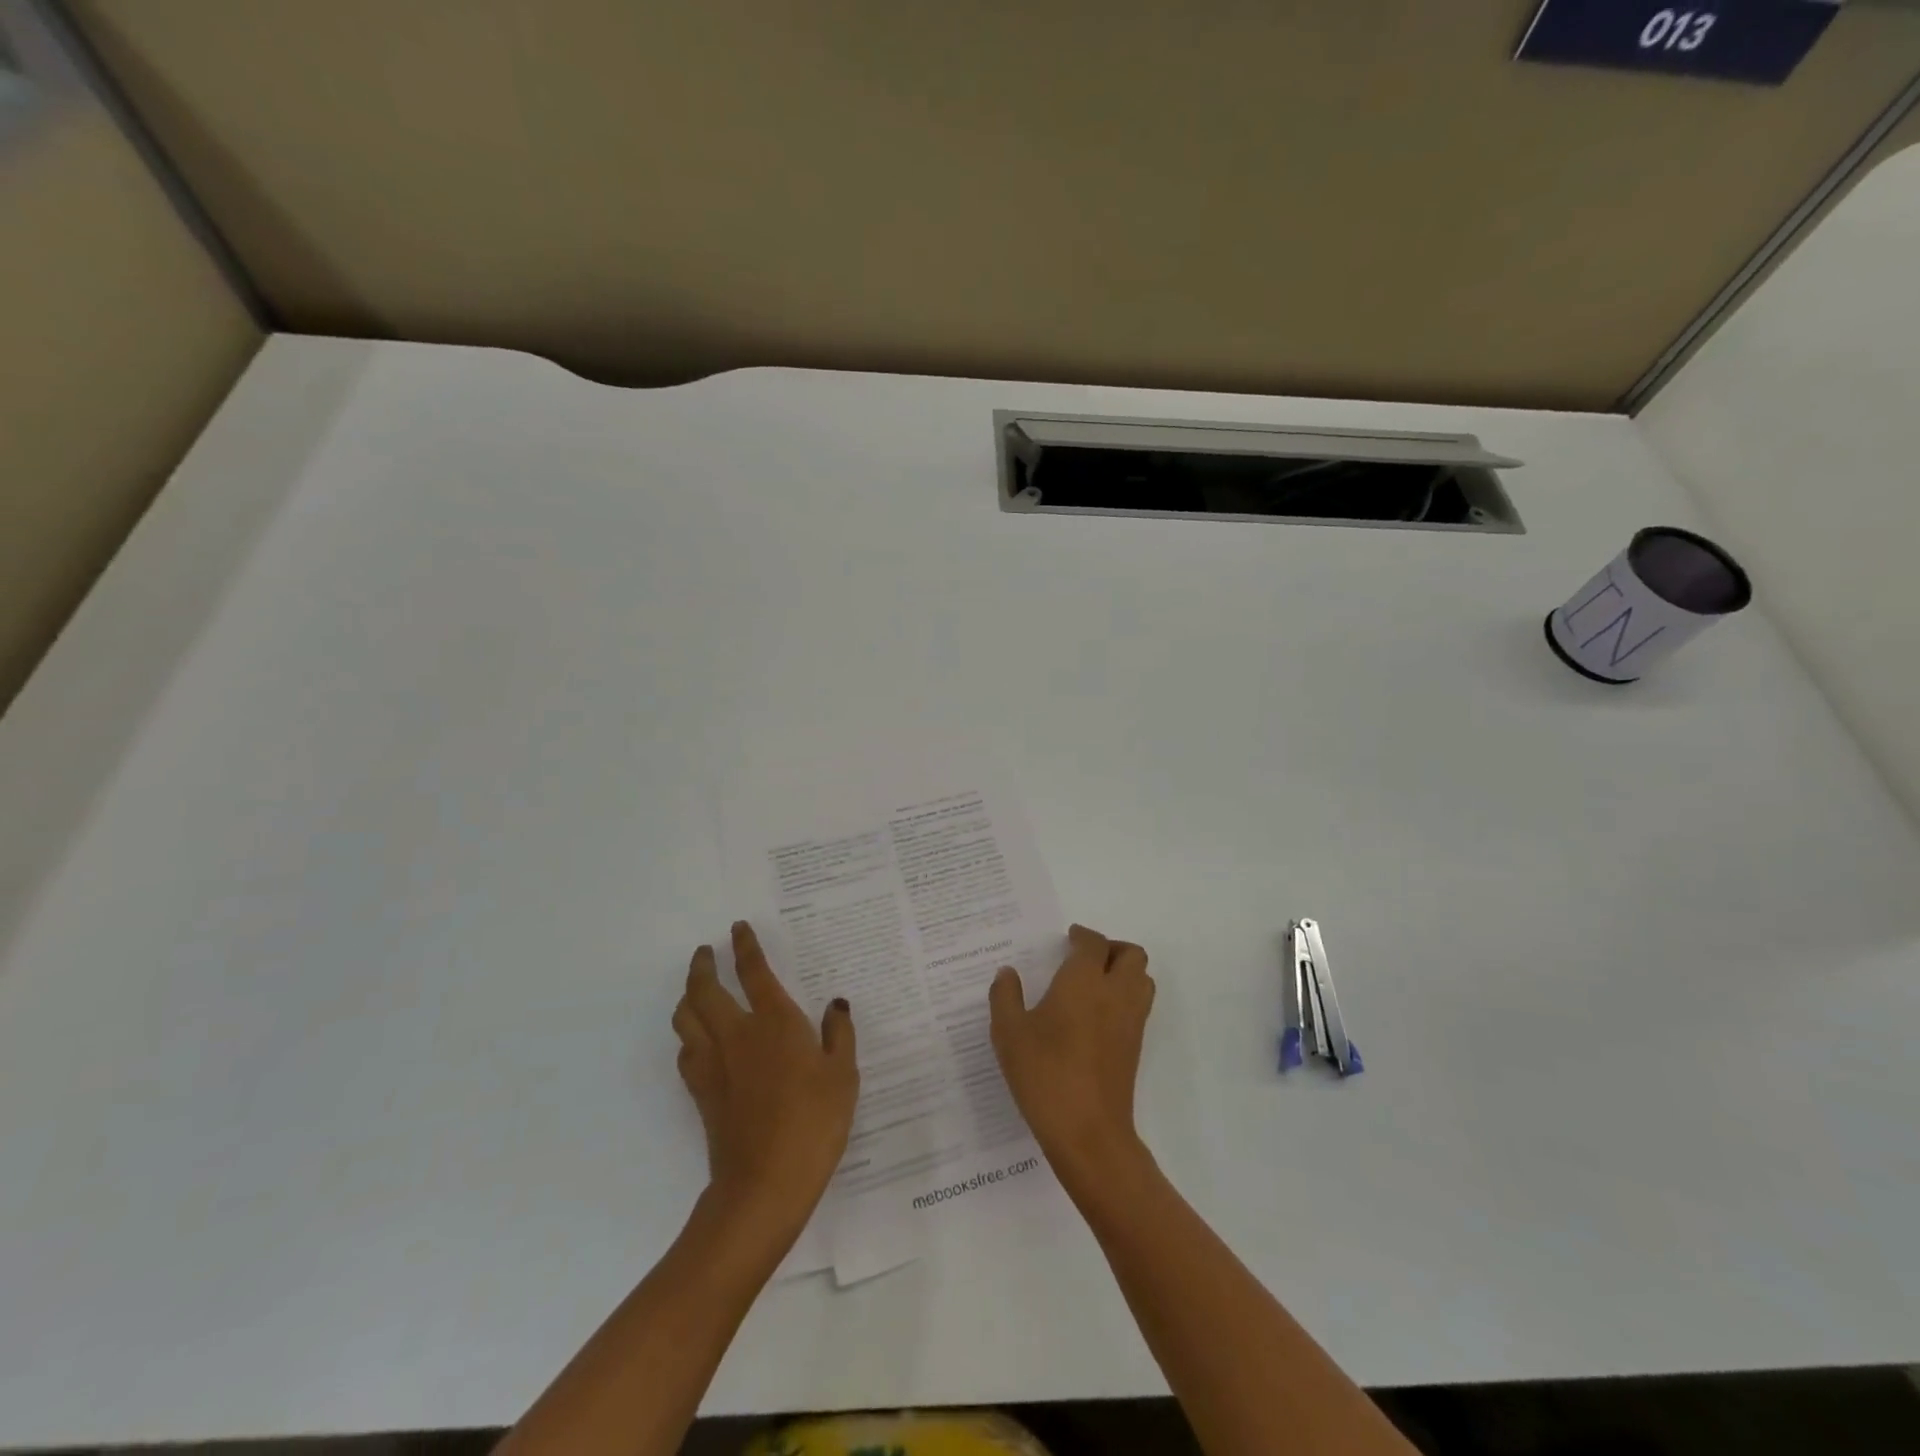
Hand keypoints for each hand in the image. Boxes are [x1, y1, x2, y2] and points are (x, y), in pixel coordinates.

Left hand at [673, 921, 857, 1234]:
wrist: (765, 1184)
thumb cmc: (814, 1123)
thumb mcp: (843, 1076)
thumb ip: (839, 1035)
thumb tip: (835, 1006)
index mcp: (775, 1022)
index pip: (754, 971)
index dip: (745, 946)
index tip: (738, 928)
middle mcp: (737, 1034)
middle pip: (706, 989)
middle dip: (703, 965)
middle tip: (706, 952)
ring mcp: (714, 1064)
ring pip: (687, 1017)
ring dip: (689, 995)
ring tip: (696, 988)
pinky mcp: (702, 1092)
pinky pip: (686, 1050)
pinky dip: (688, 1034)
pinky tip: (698, 1039)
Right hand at [990, 924, 1154, 1180]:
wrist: (1088, 1131)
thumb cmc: (1044, 1074)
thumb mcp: (1009, 1033)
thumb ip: (1005, 997)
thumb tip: (1007, 973)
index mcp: (1084, 981)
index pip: (1094, 943)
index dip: (1082, 936)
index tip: (1067, 939)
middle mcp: (1115, 993)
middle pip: (1131, 954)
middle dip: (1111, 948)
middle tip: (1085, 957)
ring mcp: (1131, 1020)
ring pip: (1142, 979)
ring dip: (1125, 971)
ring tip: (1095, 982)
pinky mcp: (1135, 1046)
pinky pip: (1139, 1005)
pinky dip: (1126, 996)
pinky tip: (1096, 1015)